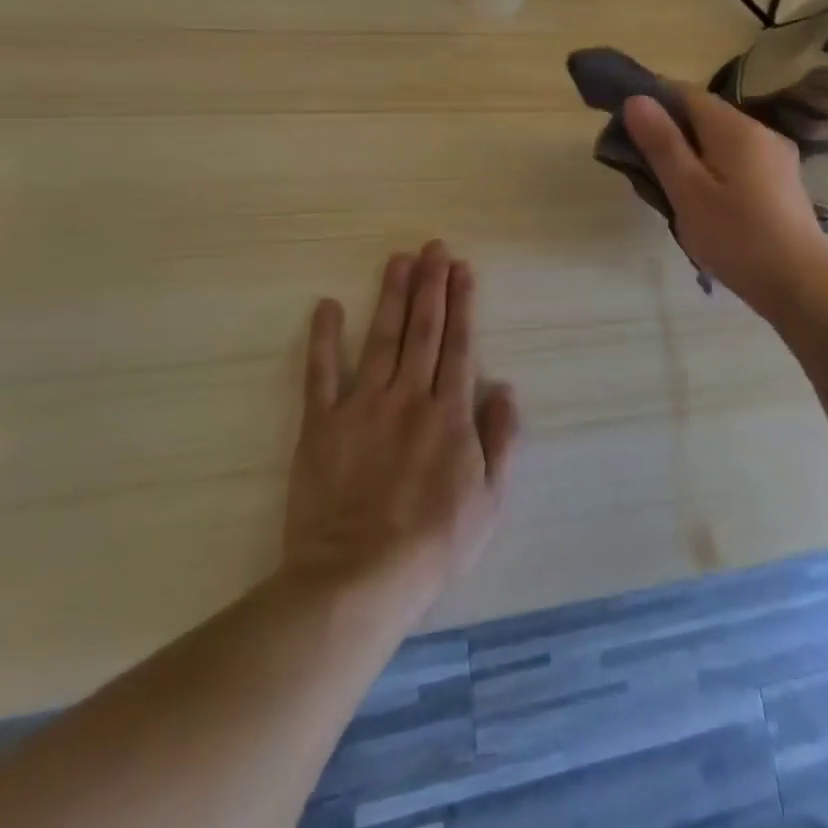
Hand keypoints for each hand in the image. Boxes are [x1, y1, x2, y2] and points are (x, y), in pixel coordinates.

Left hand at [282, 241, 518, 621]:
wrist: (357, 579)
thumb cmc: (433, 544)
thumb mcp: (489, 501)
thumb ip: (501, 440)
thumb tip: (506, 389)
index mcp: (449, 413)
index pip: (458, 345)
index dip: (462, 303)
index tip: (463, 269)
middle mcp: (408, 397)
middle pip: (423, 330)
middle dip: (431, 285)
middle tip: (434, 248)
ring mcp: (362, 406)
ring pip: (382, 339)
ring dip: (392, 296)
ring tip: (399, 259)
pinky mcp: (322, 424)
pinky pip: (321, 374)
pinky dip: (323, 338)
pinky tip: (327, 306)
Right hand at [623, 90, 827, 317]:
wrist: (801, 285)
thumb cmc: (737, 237)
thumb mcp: (688, 192)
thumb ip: (662, 144)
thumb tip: (636, 99)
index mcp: (736, 128)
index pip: (686, 93)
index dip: (653, 102)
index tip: (627, 128)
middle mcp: (761, 132)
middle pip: (705, 116)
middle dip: (671, 131)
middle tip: (643, 167)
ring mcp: (777, 157)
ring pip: (722, 140)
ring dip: (692, 153)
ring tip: (670, 188)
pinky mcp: (782, 182)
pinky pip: (739, 160)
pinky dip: (715, 169)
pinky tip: (705, 201)